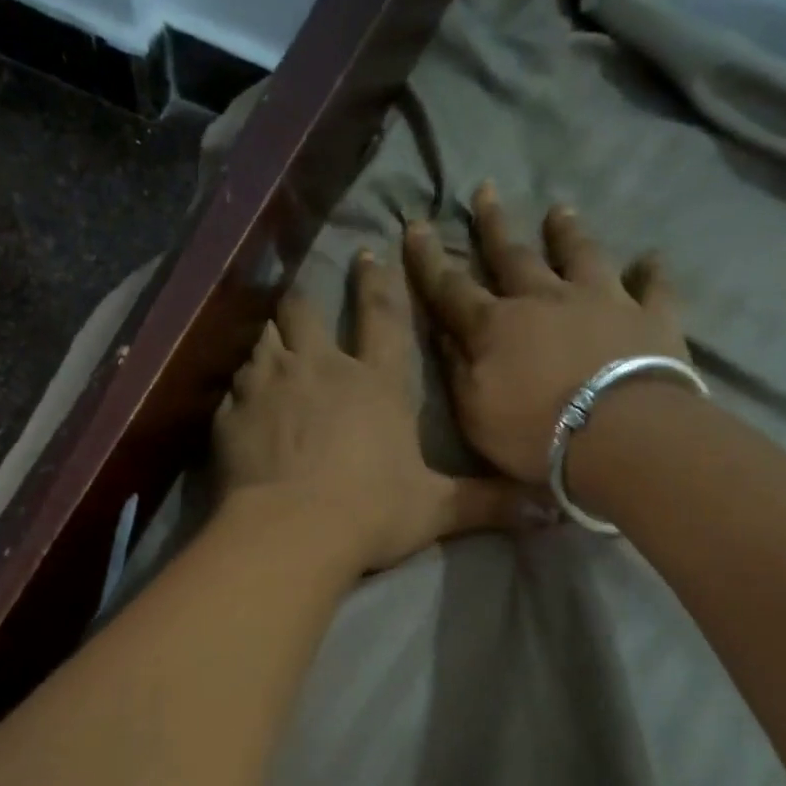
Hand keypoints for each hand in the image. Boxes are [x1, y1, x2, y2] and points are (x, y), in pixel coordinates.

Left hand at [214, 250, 529, 574]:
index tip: (370, 253)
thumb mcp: (435, 509)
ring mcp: (270, 385)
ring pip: (264, 338)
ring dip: (269, 335)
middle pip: (307, 312)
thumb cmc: (369, 513)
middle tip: (307, 293)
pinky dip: (238, 384)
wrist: (291, 532)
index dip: (378, 282)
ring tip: (271, 339)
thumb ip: (486, 503)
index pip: (382, 316)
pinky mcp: (233, 412)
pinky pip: (234, 384)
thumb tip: (551, 511)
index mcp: (376, 381)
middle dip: (308, 299)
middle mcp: (321, 368)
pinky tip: (239, 395)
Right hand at [403, 182, 692, 484]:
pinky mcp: (650, 317)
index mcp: (495, 326)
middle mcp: (545, 299)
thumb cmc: (534, 433)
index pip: (451, 287)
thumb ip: (457, 369)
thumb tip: (444, 333)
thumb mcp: (474, 412)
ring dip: (567, 233)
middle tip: (485, 190)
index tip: (415, 225)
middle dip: (494, 226)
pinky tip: (650, 258)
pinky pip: (651, 287)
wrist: (619, 435)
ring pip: (580, 255)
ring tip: (559, 210)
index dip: (429, 259)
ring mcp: (602, 301)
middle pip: (513, 256)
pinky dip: (650, 272)